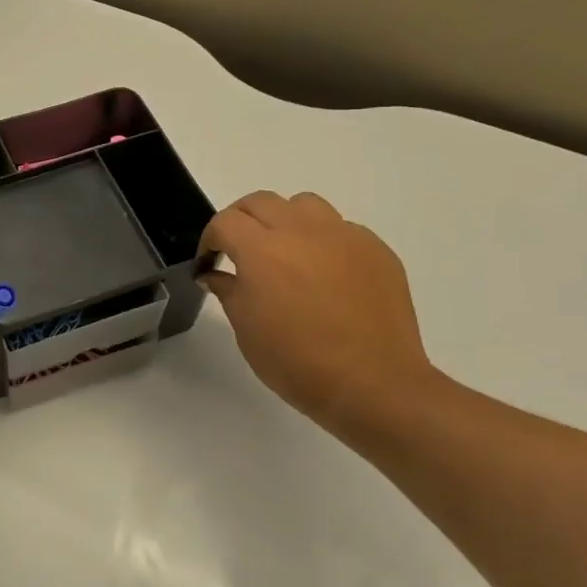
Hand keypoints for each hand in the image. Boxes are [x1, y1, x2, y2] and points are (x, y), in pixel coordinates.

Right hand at [199, 191, 438, 435]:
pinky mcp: (376, 250)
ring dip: (285, 220)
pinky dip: (323, 241)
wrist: (372, 384)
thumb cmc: (296, 362)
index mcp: (262, 250)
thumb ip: (228, 290)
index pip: (225, 221)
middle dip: (242, 221)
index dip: (210, 239)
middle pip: (261, 202)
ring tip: (286, 252)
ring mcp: (344, 236)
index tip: (210, 262)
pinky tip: (326, 275)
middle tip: (239, 251)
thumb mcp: (246, 329)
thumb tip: (215, 274)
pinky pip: (341, 229)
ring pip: (304, 204)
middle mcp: (301, 231)